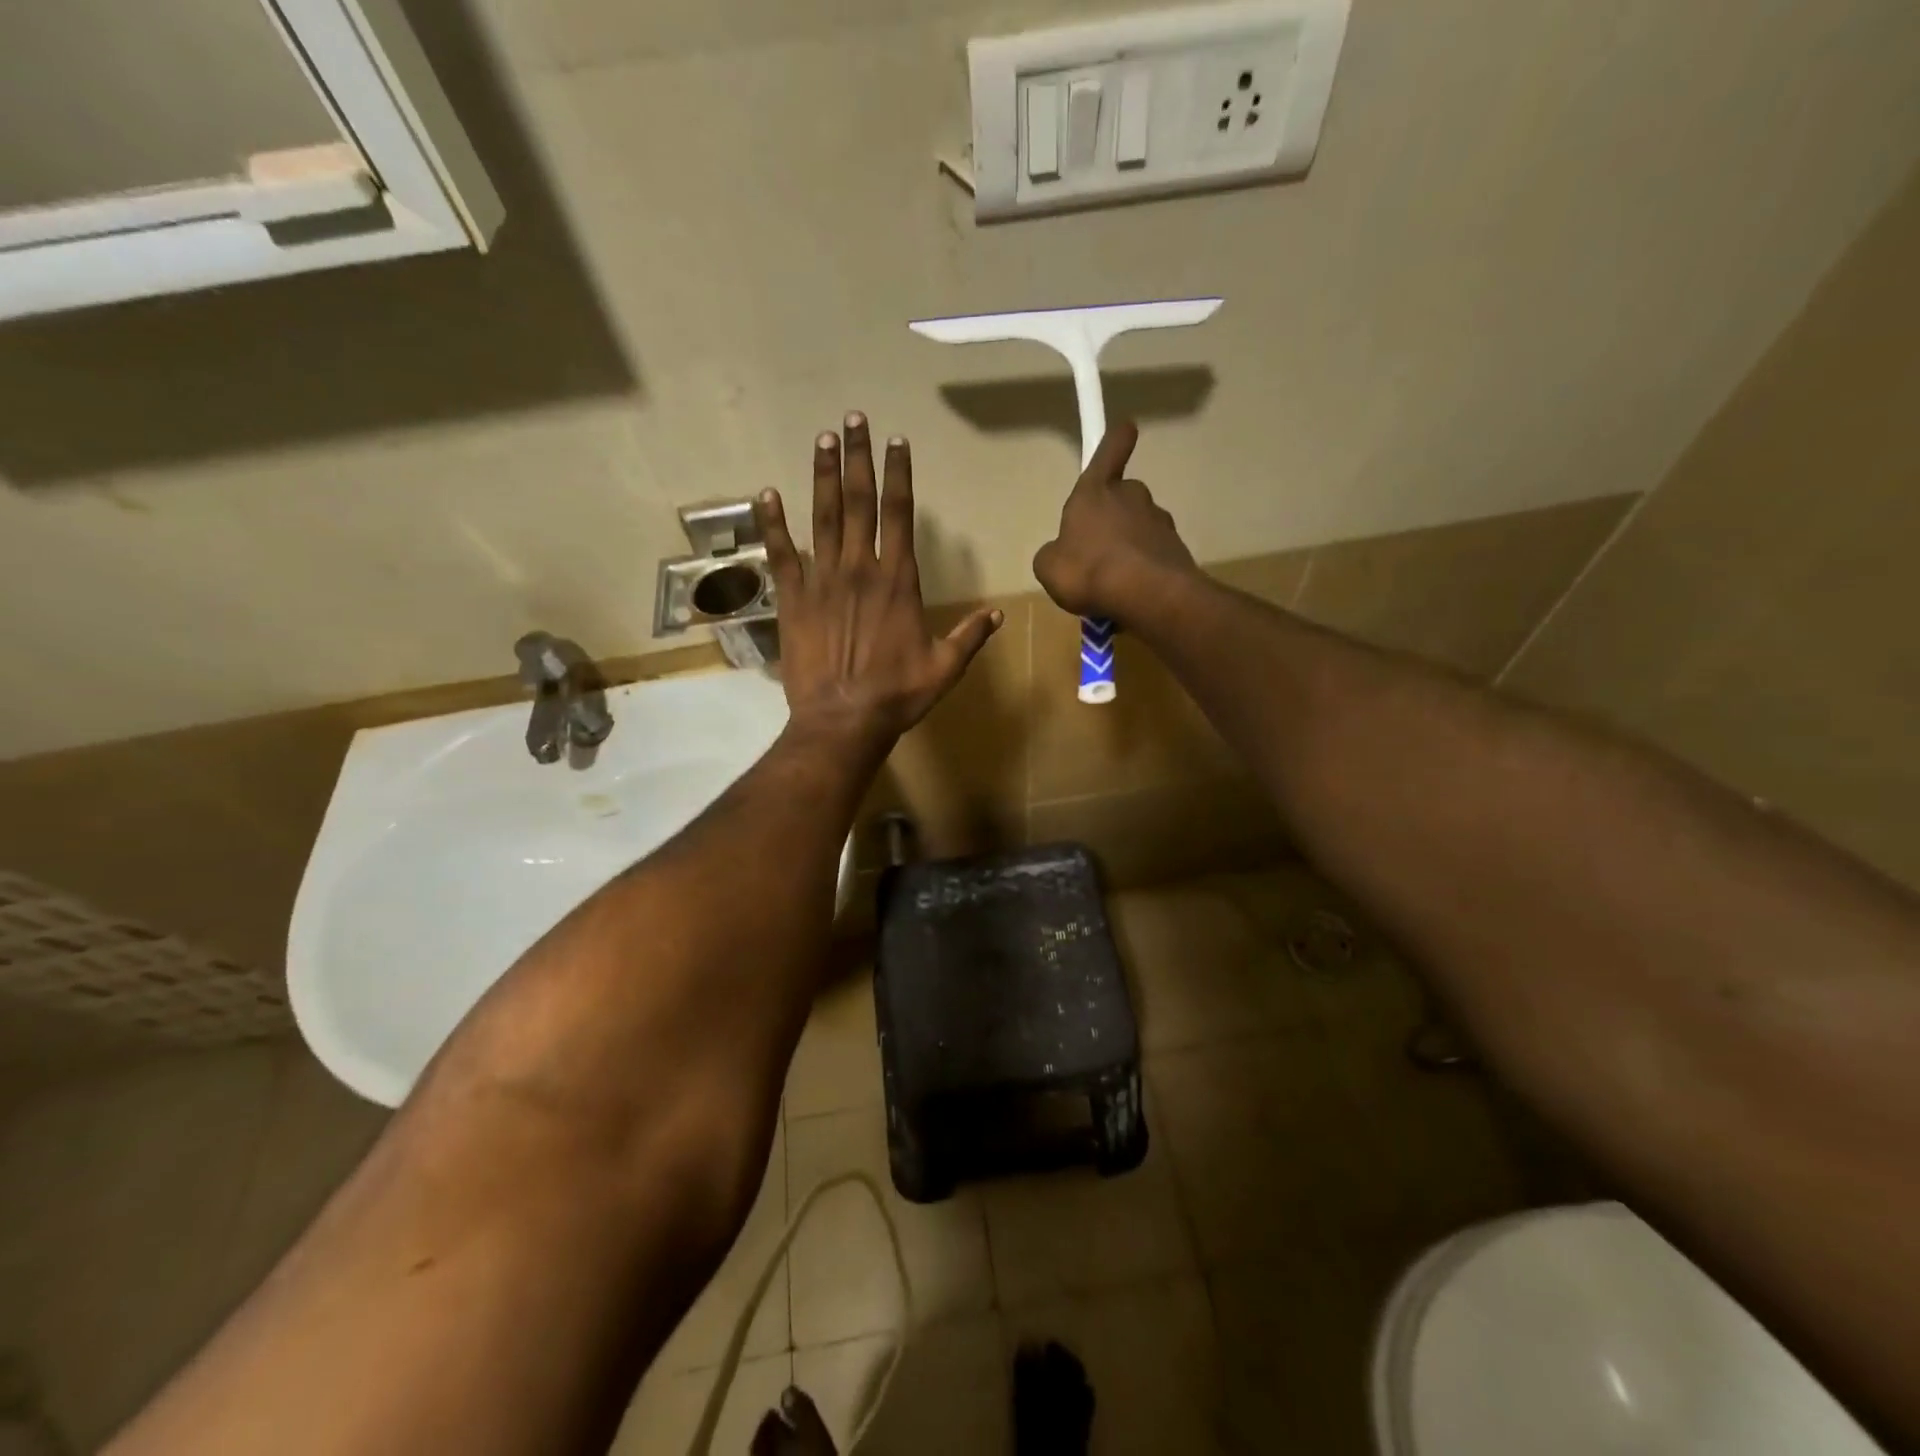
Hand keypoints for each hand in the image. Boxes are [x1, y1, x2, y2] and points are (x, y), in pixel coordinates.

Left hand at [755, 412, 1000, 755]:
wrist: (843, 720)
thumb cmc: (897, 695)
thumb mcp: (944, 668)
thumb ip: (970, 636)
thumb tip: (999, 615)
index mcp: (898, 581)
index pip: (899, 515)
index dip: (898, 474)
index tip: (895, 441)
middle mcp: (860, 569)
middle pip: (860, 502)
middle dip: (858, 458)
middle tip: (853, 419)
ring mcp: (822, 580)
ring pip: (823, 517)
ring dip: (823, 476)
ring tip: (823, 439)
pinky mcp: (793, 598)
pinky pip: (781, 553)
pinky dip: (773, 523)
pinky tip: (767, 493)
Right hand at [1033, 421, 1196, 620]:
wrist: (1148, 595)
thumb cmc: (1088, 570)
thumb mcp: (1048, 567)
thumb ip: (1052, 554)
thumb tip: (1061, 553)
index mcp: (1095, 492)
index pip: (1108, 453)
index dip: (1115, 440)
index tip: (1126, 427)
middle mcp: (1131, 497)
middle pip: (1122, 497)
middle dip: (1112, 517)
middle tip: (1096, 550)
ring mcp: (1158, 522)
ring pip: (1139, 529)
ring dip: (1127, 547)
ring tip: (1112, 583)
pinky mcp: (1176, 550)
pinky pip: (1152, 556)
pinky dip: (1142, 570)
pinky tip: (1130, 596)